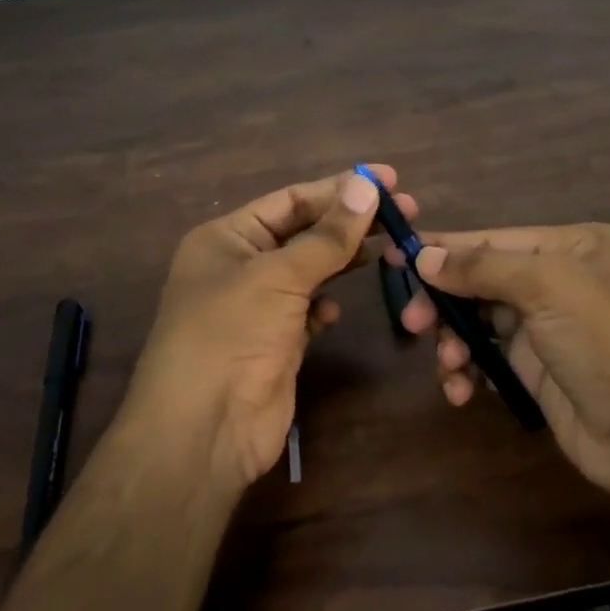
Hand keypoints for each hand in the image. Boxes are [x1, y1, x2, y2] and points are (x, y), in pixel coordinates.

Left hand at [123, 166, 415, 491]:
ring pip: (311, 271)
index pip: (291, 199)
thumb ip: (328, 235)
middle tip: (406, 211)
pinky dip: (325, 306)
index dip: (340, 187)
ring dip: (344, 261)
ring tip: (391, 249)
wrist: (203, 431)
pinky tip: (337, 310)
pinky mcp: (276, 343)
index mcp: (227, 237)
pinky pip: (308, 311)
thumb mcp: (279, 276)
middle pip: (305, 232)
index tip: (388, 179)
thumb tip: (366, 184)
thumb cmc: (230, 335)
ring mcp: (258, 307)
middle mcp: (240, 266)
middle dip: (350, 223)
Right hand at [397, 222, 609, 501]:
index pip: (494, 239)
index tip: (396, 256)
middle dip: (446, 300)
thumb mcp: (547, 288)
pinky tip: (460, 390)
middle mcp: (559, 279)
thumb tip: (423, 255)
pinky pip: (487, 357)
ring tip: (447, 364)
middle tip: (413, 322)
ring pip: (479, 320)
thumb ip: (481, 267)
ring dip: (454, 341)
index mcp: (572, 246)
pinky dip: (468, 370)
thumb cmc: (605, 342)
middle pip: (482, 279)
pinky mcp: (536, 369)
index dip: (445, 248)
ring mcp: (547, 326)